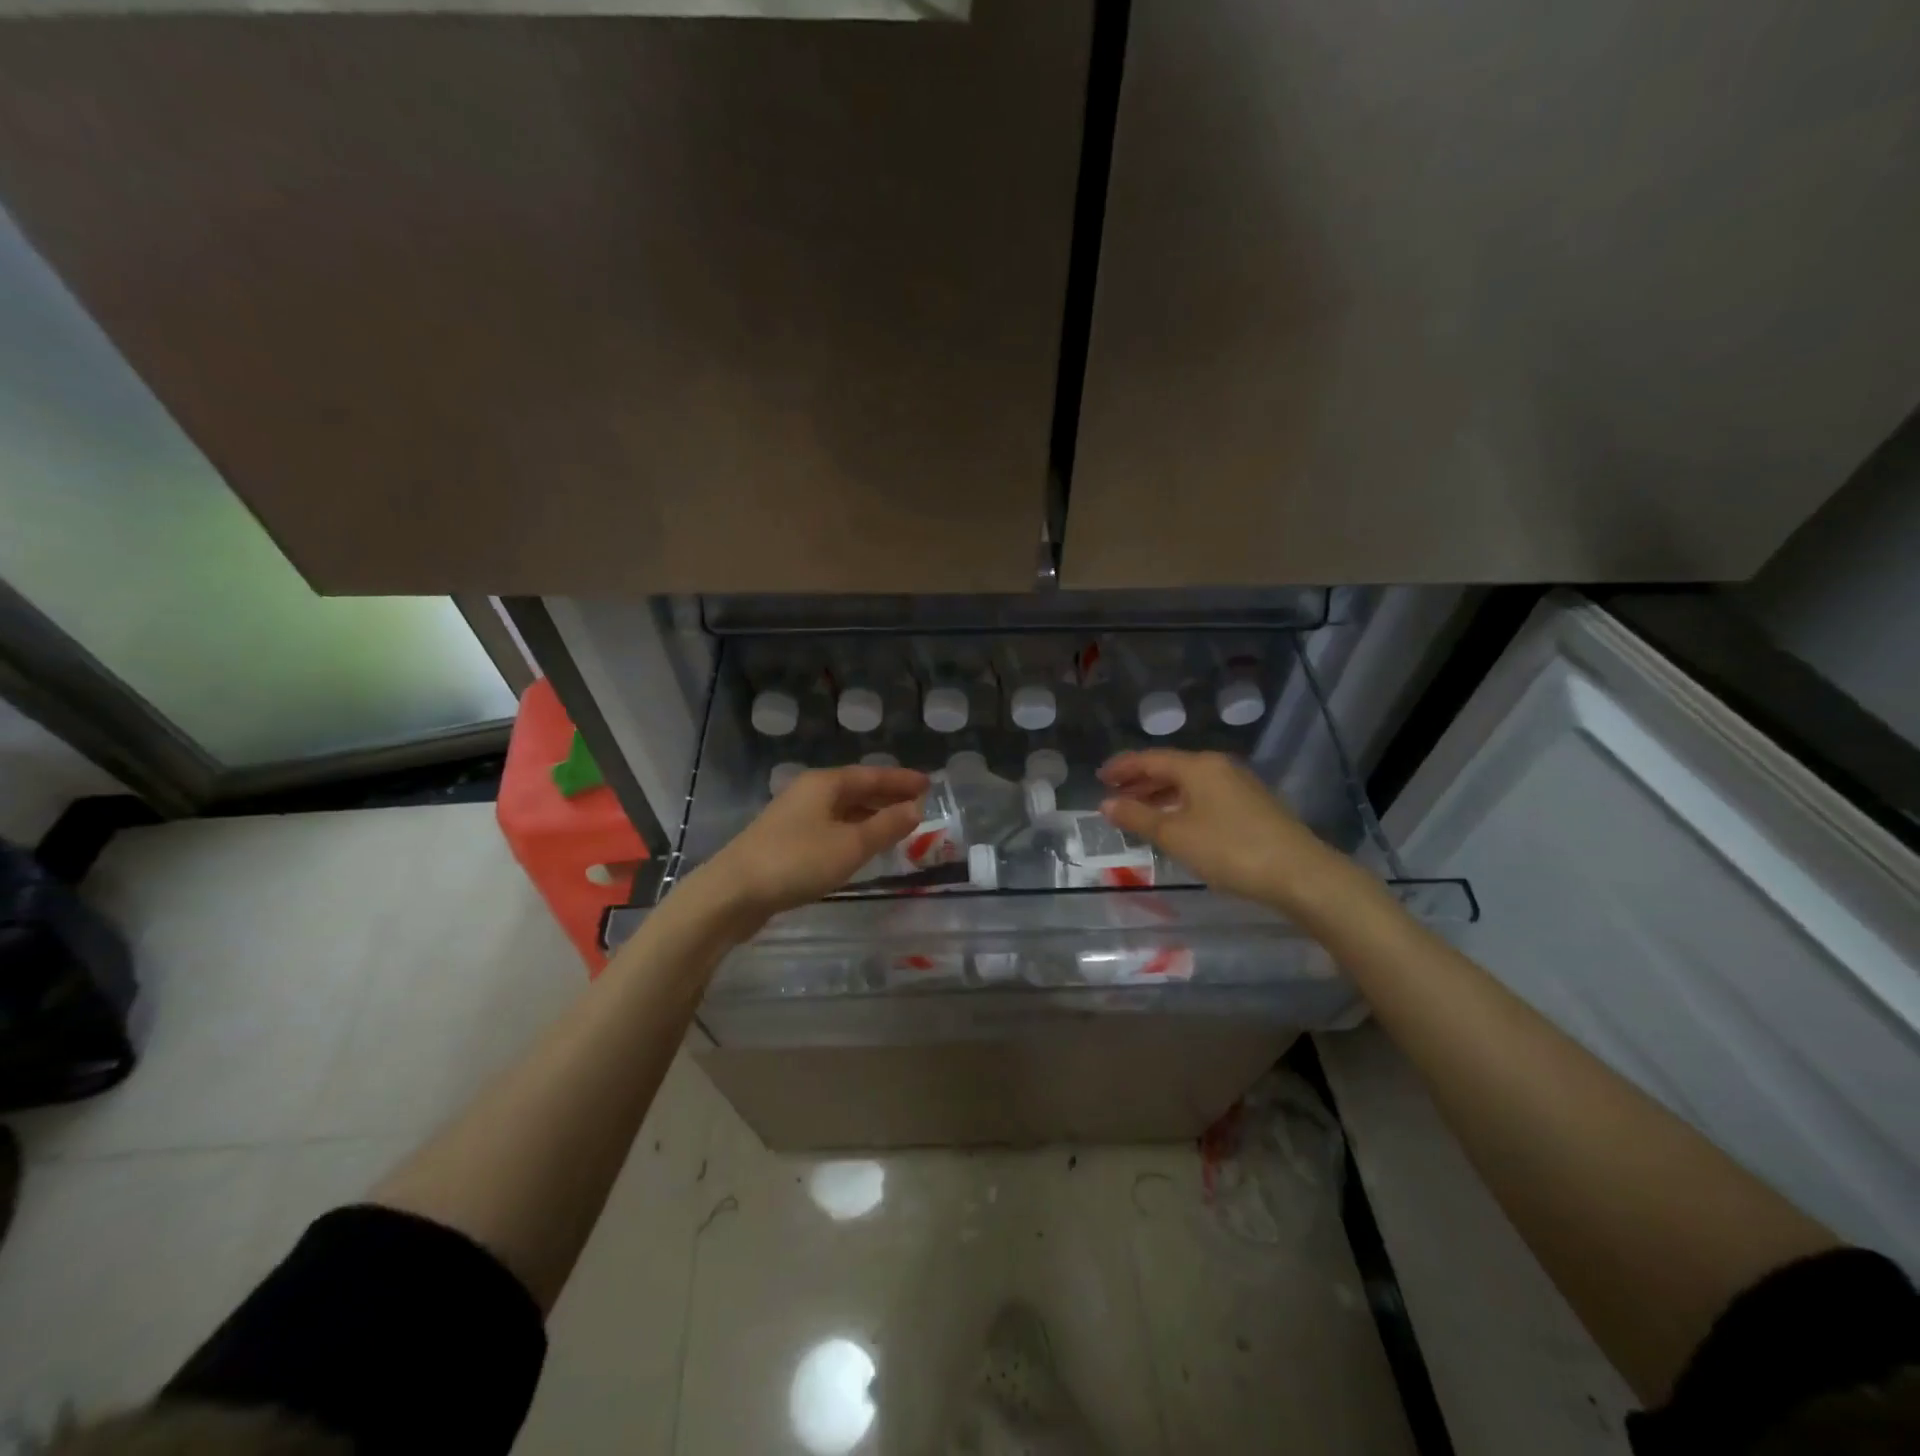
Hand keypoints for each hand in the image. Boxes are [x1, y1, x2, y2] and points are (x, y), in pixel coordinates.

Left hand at [697, 765, 929, 924]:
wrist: (733, 893)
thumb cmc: (797, 862)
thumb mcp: (851, 845)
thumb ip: (886, 826)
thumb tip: (915, 808)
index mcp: (825, 784)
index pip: (872, 775)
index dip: (902, 780)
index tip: (929, 784)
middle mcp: (809, 793)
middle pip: (856, 789)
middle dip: (887, 796)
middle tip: (918, 805)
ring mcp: (794, 816)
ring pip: (842, 809)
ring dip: (870, 815)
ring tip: (897, 826)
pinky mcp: (785, 841)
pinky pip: (830, 827)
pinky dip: (852, 831)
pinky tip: (861, 847)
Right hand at [1098, 750, 1350, 913]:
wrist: (1300, 874)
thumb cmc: (1230, 849)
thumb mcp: (1175, 835)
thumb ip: (1137, 817)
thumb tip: (1106, 804)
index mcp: (1198, 766)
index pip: (1149, 759)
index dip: (1122, 768)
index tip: (1099, 778)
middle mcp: (1218, 767)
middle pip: (1170, 768)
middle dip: (1140, 782)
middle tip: (1114, 796)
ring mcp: (1239, 785)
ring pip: (1189, 784)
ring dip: (1160, 795)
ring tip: (1139, 813)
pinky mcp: (1253, 806)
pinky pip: (1205, 797)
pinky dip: (1182, 805)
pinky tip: (1176, 824)